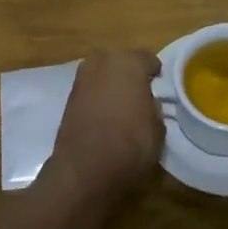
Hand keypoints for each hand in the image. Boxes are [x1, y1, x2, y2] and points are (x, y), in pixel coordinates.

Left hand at [50, 49, 163, 203]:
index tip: (159, 89)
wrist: (85, 169)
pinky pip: (90, 89)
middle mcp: (103, 61)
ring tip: (120, 106)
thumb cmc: (130, 144)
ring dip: (111, 84)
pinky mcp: (68, 96)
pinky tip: (103, 115)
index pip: (149, 59)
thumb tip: (147, 102)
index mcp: (129, 62)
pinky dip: (97, 97)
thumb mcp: (158, 128)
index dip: (155, 75)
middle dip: (130, 74)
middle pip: (122, 61)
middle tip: (139, 95)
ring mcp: (82, 77)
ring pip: (103, 73)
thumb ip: (154, 107)